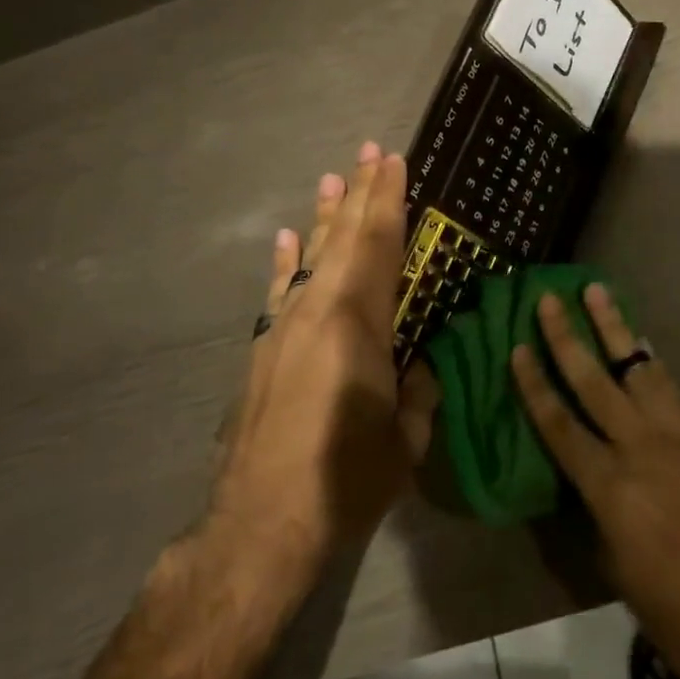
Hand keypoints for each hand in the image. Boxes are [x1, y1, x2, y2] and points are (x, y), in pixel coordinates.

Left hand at [208, 143, 438, 589]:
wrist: (259, 527)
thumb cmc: (345, 481)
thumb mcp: (407, 441)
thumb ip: (420, 392)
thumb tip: (420, 365)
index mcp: (360, 326)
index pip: (380, 247)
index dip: (389, 202)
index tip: (395, 162)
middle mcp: (319, 313)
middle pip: (345, 239)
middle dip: (360, 193)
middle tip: (370, 151)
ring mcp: (284, 329)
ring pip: (311, 258)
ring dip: (325, 217)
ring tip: (333, 178)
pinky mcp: (262, 351)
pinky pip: (279, 291)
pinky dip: (286, 261)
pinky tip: (289, 238)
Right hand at [512, 286, 679, 678]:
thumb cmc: (678, 611)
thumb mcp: (617, 569)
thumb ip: (597, 513)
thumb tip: (589, 481)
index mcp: (611, 487)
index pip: (560, 424)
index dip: (534, 384)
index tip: (517, 347)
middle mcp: (641, 447)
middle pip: (594, 381)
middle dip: (566, 337)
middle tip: (548, 298)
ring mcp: (679, 435)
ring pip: (638, 367)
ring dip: (614, 327)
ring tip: (597, 292)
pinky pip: (669, 386)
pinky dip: (648, 361)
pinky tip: (640, 346)